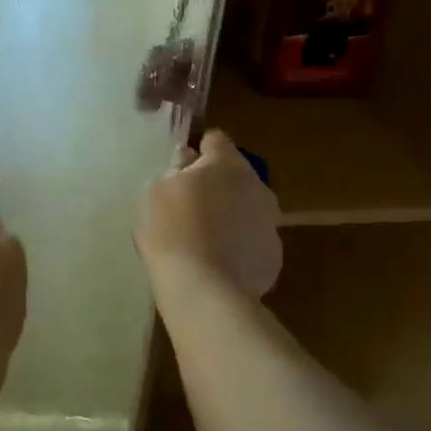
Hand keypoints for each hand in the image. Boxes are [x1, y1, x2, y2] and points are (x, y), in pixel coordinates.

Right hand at [137, 129, 281, 296]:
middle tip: (188, 205)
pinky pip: (252, 239)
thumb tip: (187, 159)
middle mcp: (257, 186)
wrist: (205, 291)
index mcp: (227, 164)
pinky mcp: (274, 255)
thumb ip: (174, 170)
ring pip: (247, 207)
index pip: (215, 139)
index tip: (182, 167)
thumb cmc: (172, 232)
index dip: (198, 150)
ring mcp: (270, 222)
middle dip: (216, 183)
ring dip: (230, 213)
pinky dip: (238, 244)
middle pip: (235, 174)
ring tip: (203, 237)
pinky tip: (217, 261)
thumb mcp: (156, 193)